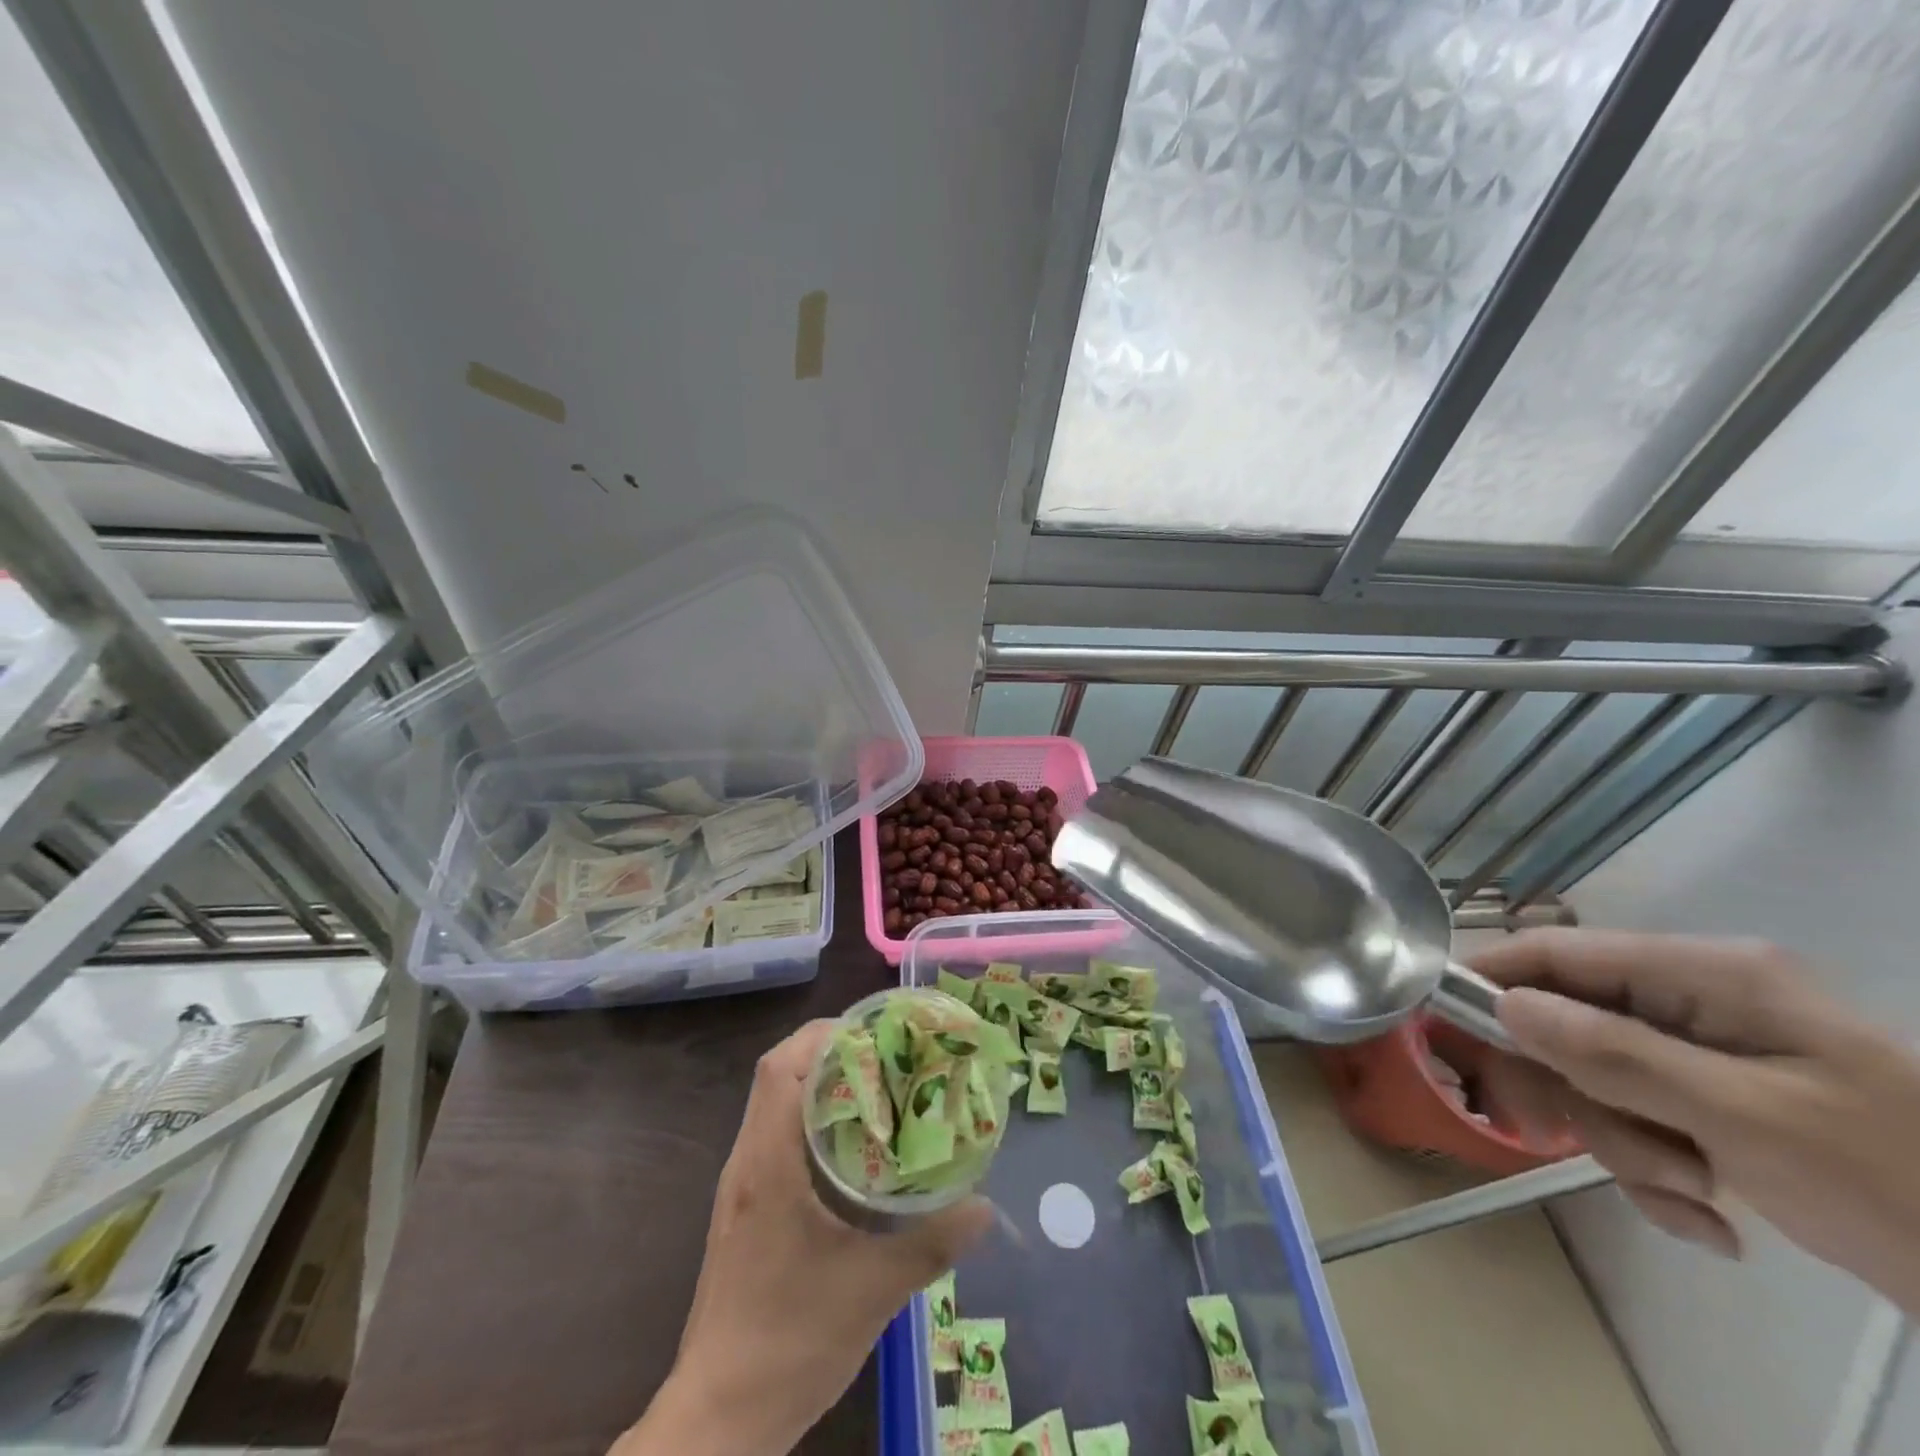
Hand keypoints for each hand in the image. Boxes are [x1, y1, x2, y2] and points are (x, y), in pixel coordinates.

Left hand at [614, 1020, 990, 1455]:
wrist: (719, 1420)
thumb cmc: (790, 1342)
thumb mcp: (872, 1291)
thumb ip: (933, 1243)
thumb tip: (986, 1206)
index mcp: (768, 1164)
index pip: (783, 1067)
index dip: (826, 1036)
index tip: (877, 1032)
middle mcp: (747, 1162)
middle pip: (777, 1074)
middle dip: (829, 1050)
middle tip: (887, 1052)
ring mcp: (741, 1185)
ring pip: (774, 1102)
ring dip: (819, 1081)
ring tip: (878, 1083)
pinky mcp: (745, 1208)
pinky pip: (774, 1134)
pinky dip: (810, 1116)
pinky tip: (852, 1143)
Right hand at [1475, 929, 1919, 1312]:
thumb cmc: (1900, 1182)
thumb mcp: (1746, 1118)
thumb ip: (1615, 1053)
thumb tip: (1505, 1005)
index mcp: (1707, 975)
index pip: (1559, 952)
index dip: (1491, 978)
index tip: (1441, 1025)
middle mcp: (1696, 1002)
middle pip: (1569, 1023)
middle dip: (1573, 1092)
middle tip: (1556, 1140)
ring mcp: (1706, 1056)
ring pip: (1599, 1081)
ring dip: (1624, 1145)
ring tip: (1692, 1196)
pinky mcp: (1716, 1106)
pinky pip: (1641, 1122)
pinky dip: (1659, 1174)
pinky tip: (1712, 1220)